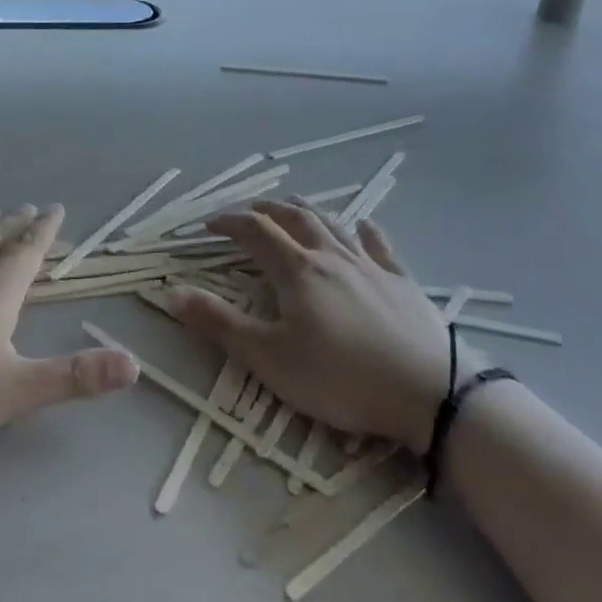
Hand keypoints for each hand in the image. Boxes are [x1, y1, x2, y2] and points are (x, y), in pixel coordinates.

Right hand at [172, 200, 450, 446]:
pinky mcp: (403, 281)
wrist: (430, 393)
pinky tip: (364, 226)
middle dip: (266, 210)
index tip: (208, 225)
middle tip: (248, 212)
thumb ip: (219, 324)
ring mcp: (371, 265)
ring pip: (333, 223)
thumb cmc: (341, 378)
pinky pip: (380, 245)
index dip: (228, 222)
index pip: (254, 231)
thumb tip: (170, 293)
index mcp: (296, 270)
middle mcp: (331, 255)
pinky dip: (365, 231)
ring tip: (293, 208)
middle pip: (294, 218)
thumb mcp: (269, 358)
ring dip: (307, 211)